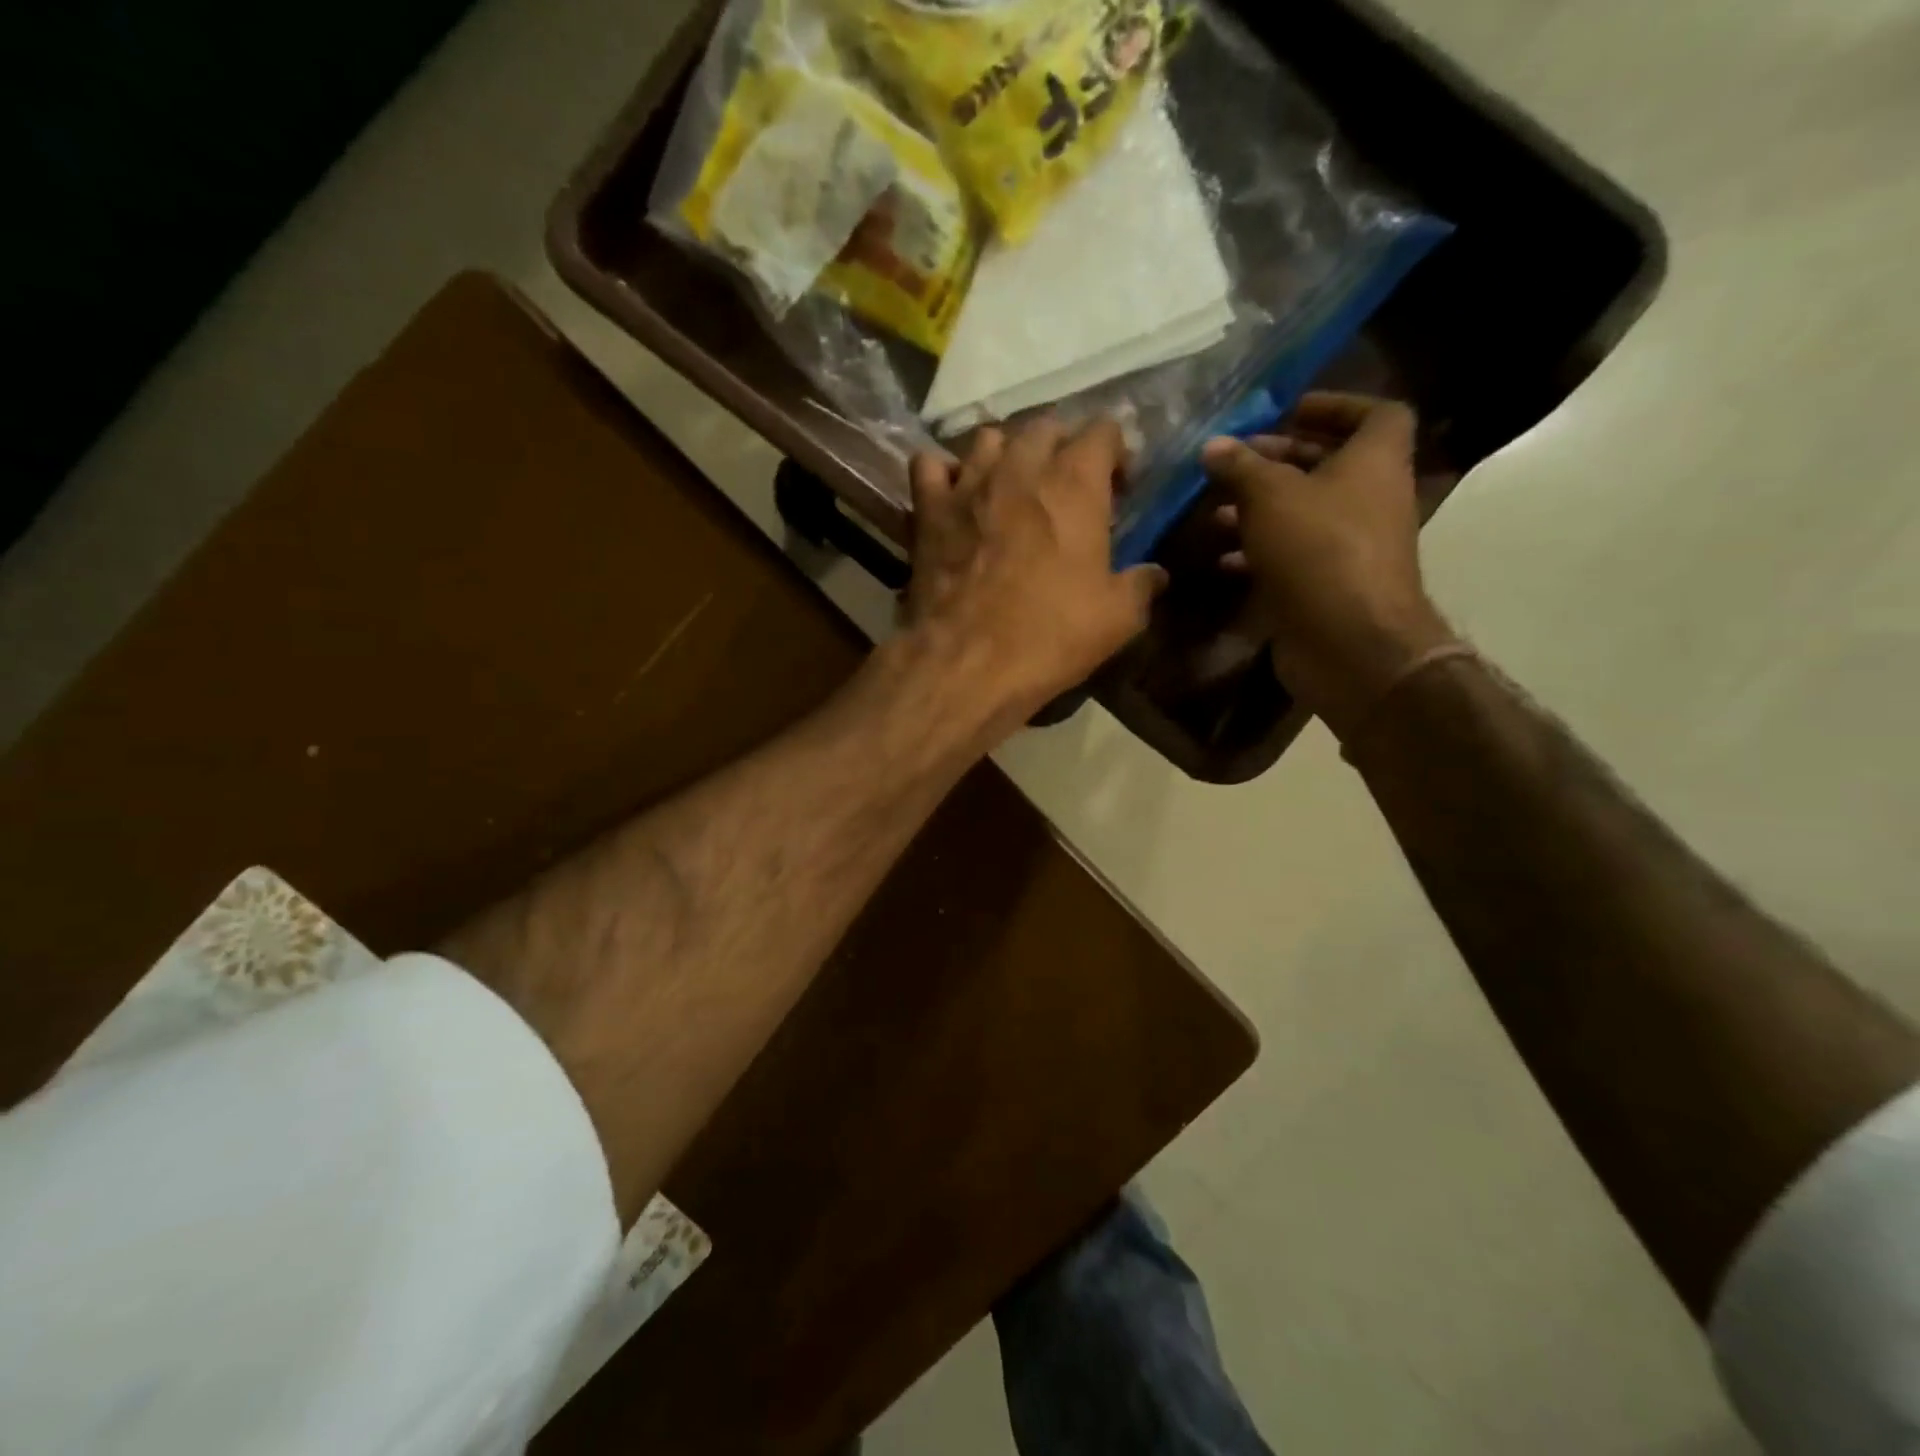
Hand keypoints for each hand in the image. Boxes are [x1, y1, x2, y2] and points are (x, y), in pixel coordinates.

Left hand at [902, 416, 1167, 732]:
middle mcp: (1020, 468)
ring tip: (1011, 489)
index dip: (1115, 453)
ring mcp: (967, 484)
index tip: (1118, 489)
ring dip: (1005, 454)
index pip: (1103, 430)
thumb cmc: (1048, 635)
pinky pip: (929, 466)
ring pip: (988, 439)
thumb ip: (1140, 586)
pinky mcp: (928, 510)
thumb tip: (1155, 574)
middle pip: (1045, 427)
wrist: (966, 662)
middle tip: (1067, 490)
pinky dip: (943, 475)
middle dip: (1062, 448)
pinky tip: (954, 498)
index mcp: (1074, 484)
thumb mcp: (1116, 619)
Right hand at [1203, 393, 1456, 737]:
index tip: (1287, 411)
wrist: (1349, 642)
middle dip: (1279, 460)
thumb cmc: (1318, 550)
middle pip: (1329, 464)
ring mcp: (1349, 546)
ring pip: (1304, 513)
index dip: (1334, 405)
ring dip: (1260, 508)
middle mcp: (1369, 498)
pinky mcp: (1327, 584)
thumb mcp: (1270, 496)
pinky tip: (1222, 558)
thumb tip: (1213, 445)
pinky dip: (1259, 552)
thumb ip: (1241, 467)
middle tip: (1234, 462)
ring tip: (1214, 511)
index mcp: (1374, 461)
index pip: (1375, 413)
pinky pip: (1292, 555)